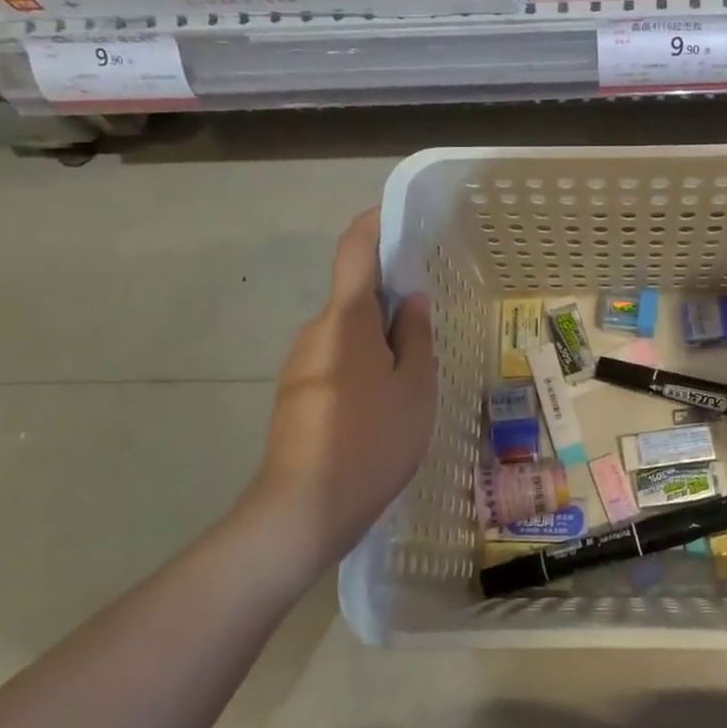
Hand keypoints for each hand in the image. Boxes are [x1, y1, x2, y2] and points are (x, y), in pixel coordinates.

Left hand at [240, 209, 434, 572]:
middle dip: (390, 299)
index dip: (375, 223)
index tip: (400, 217)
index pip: (354, 249)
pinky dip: (363, 365)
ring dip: (379, 339)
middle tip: (431, 320)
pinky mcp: (295, 396)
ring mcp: (300, 365)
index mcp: (346, 320)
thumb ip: (416, 337)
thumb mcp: (414, 388)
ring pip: (347, 334)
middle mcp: (315, 332)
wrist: (302, 511)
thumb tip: (412, 301)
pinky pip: (336, 362)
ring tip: (415, 373)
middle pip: (354, 296)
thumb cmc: (372, 441)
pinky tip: (385, 405)